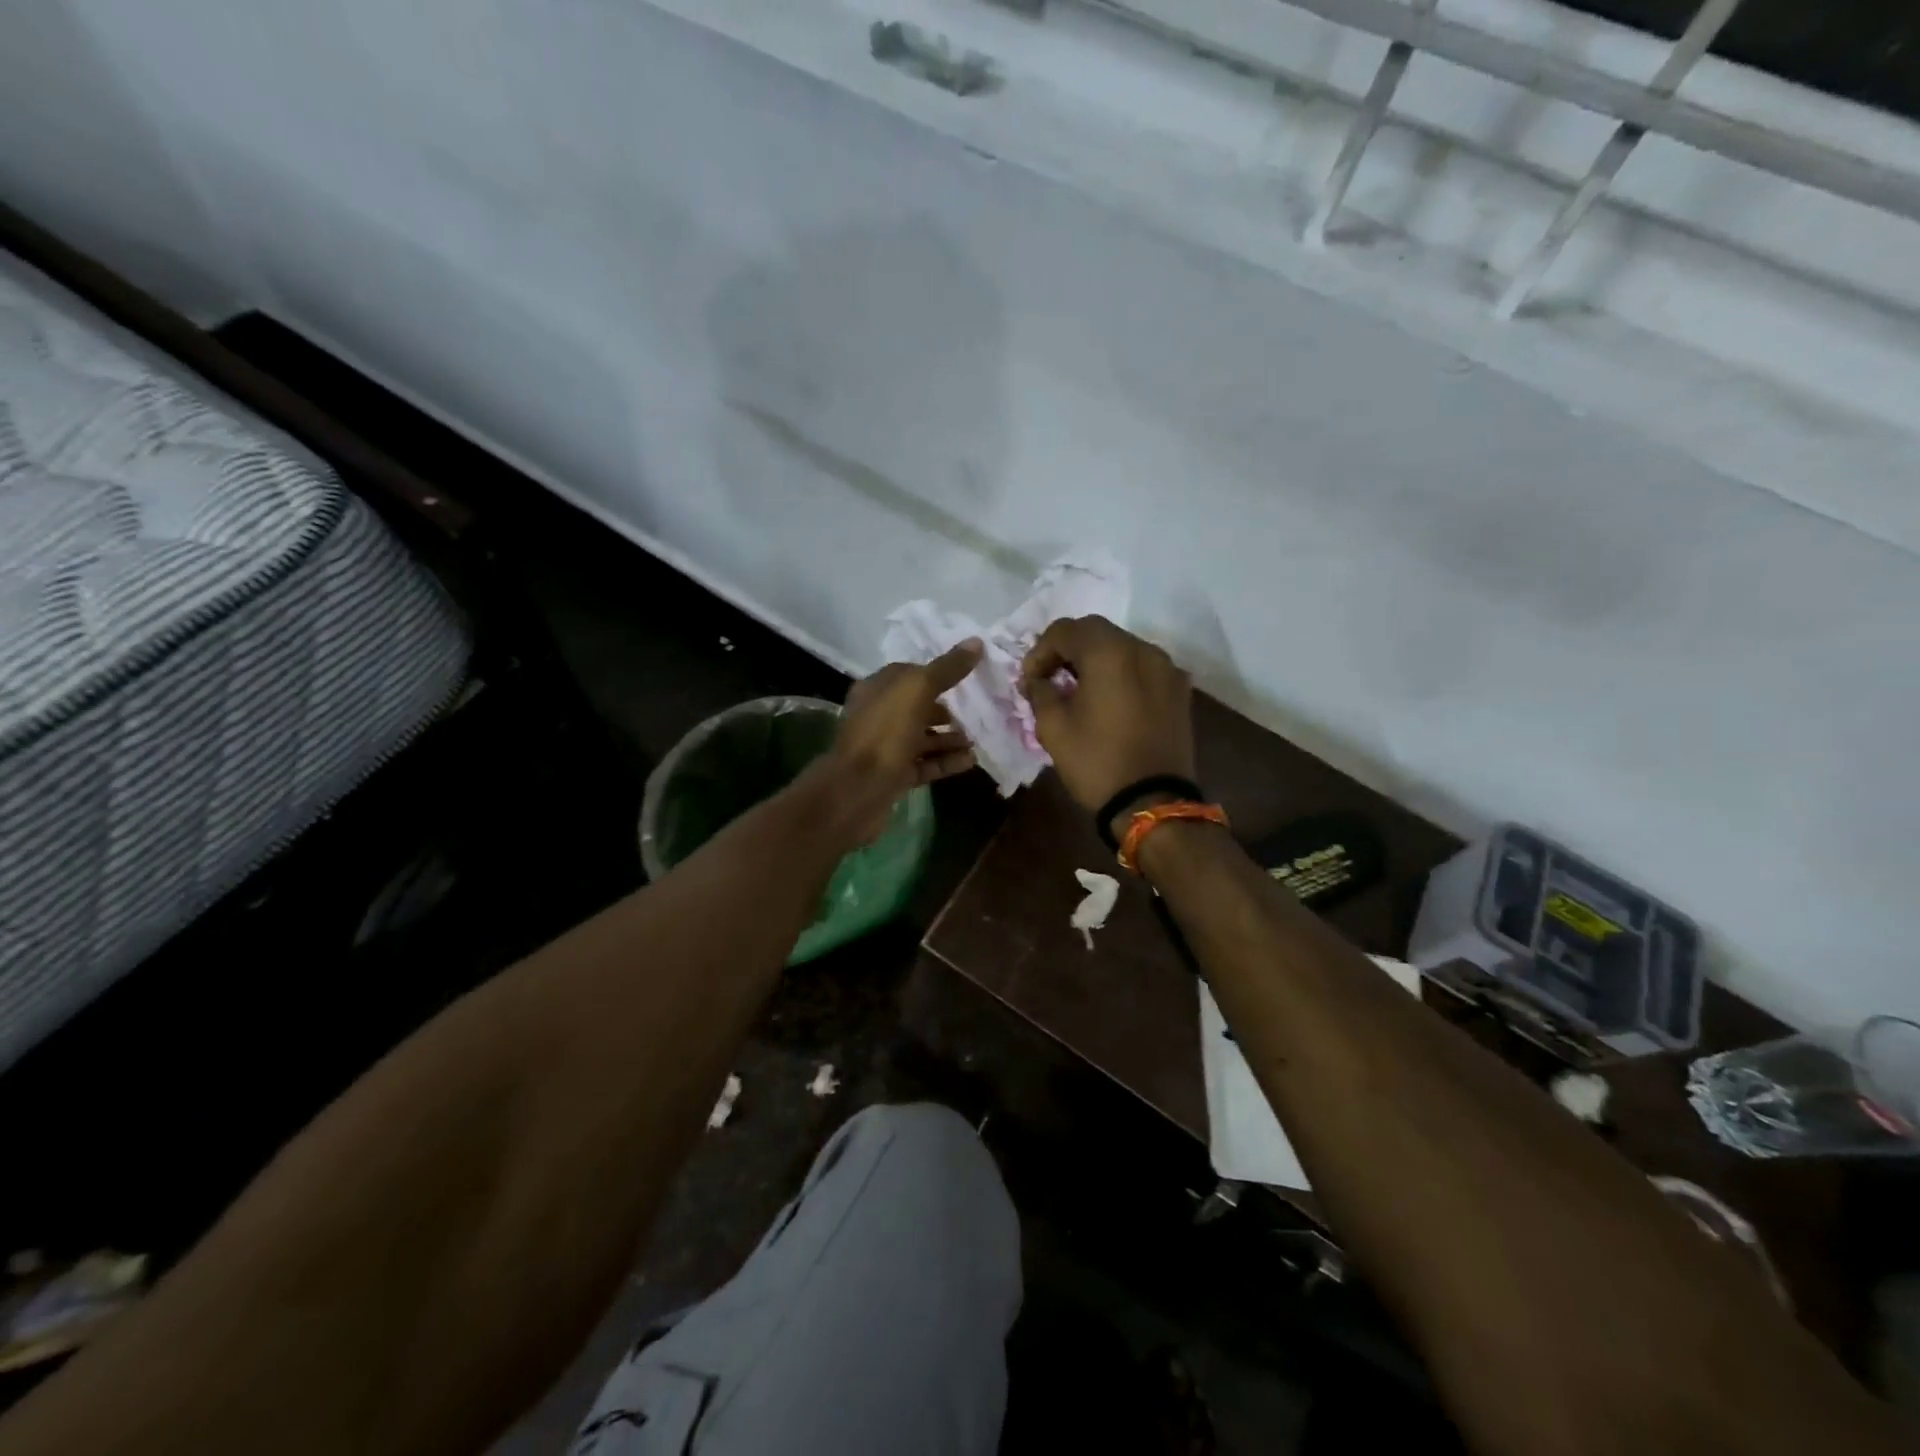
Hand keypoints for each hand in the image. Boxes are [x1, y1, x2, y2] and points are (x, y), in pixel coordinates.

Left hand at [821, 640, 982, 842]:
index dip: (937, 672)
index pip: (909, 674)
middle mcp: (878, 716)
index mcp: (876, 689)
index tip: (967, 675)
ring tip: (979, 737)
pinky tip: (971, 760)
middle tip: (978, 709)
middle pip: (917, 707)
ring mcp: (885, 748)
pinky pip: (925, 765)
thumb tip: (976, 642)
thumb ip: (947, 668)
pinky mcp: (894, 776)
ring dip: (950, 737)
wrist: (857, 791)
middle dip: (947, 708)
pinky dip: (946, 761)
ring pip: (922, 737)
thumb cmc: (884, 733)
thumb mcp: (917, 691)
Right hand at [1020, 616, 1195, 830]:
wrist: (1152, 803)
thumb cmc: (1097, 762)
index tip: (1030, 680)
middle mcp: (1143, 649)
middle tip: (1051, 678)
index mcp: (1109, 653)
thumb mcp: (1053, 728)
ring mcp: (1167, 668)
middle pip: (1097, 632)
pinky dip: (1122, 673)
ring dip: (1096, 660)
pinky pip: (1143, 668)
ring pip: (1123, 647)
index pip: (1066, 630)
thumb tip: (1037, 680)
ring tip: (1080, 689)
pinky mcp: (1179, 690)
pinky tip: (1110, 700)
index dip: (1040, 651)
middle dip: (1068, 650)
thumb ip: (1040, 692)